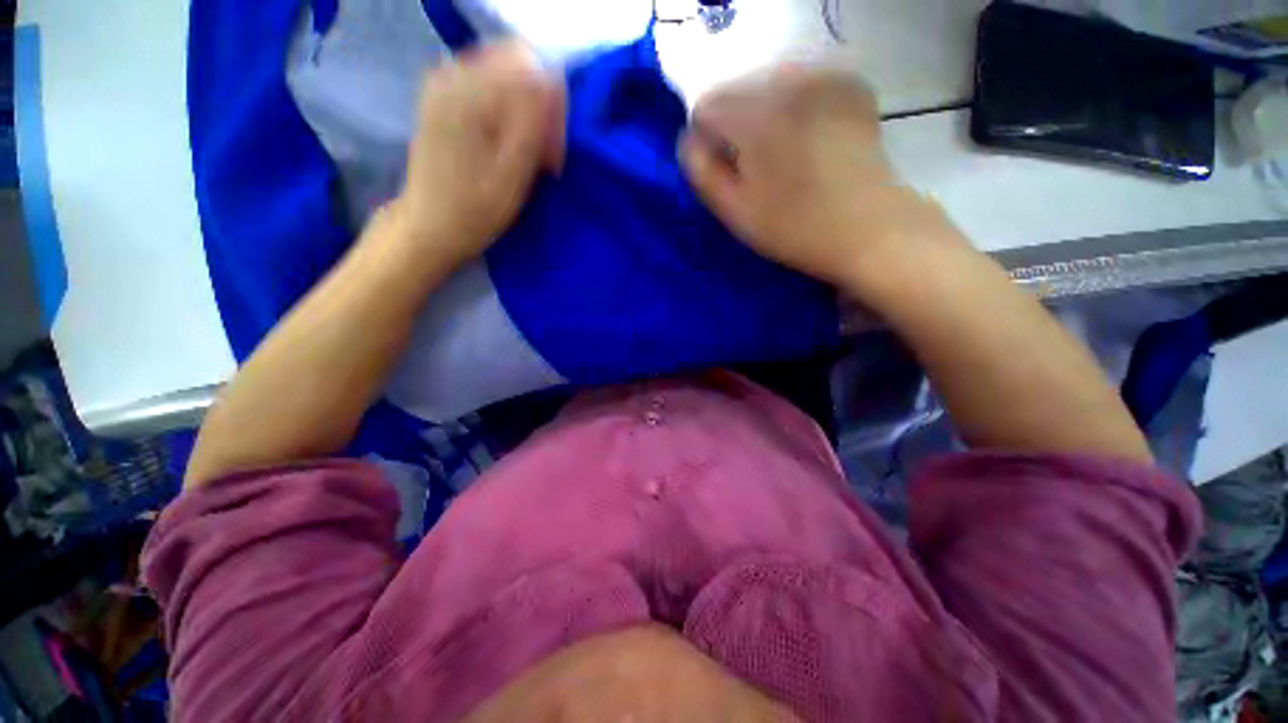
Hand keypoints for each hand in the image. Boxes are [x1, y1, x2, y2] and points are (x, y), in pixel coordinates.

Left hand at [390, 41, 564, 268]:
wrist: (430, 225)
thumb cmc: (476, 209)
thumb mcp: (514, 173)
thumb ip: (533, 122)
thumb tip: (552, 80)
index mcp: (469, 91)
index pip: (531, 66)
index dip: (552, 105)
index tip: (551, 151)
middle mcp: (452, 73)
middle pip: (519, 65)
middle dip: (541, 107)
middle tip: (544, 155)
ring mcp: (444, 82)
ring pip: (507, 75)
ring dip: (527, 111)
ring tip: (527, 153)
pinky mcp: (443, 96)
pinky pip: (491, 85)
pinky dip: (509, 111)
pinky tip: (508, 143)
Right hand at [680, 65, 955, 289]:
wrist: (869, 227)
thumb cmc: (794, 228)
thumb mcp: (735, 212)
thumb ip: (701, 172)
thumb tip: (689, 140)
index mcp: (757, 116)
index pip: (705, 105)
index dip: (707, 140)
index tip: (726, 169)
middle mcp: (790, 81)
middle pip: (736, 90)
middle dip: (735, 125)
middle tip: (757, 168)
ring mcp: (825, 76)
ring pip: (767, 84)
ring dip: (764, 115)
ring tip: (784, 155)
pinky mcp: (849, 83)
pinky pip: (801, 84)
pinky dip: (794, 106)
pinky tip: (809, 139)